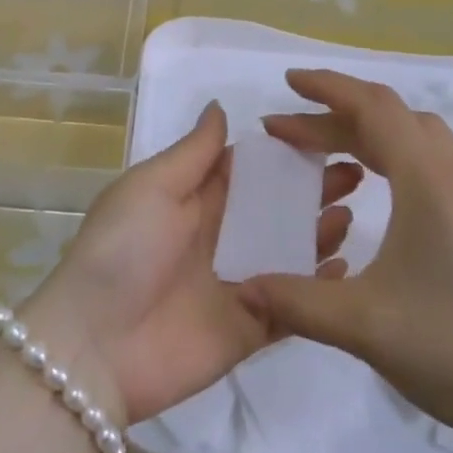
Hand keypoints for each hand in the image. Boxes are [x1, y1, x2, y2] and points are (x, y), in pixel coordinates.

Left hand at [25, 102, 362, 424]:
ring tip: (353, 212)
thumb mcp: (152, 186)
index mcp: (193, 201)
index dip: (283, 154)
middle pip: (275, 209)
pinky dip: (317, 289)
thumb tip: (220, 107)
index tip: (325, 135)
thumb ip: (194, 152)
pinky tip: (346, 267)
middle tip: (357, 172)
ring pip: (290, 253)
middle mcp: (219, 237)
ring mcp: (236, 283)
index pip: (247, 170)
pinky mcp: (249, 328)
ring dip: (319, 232)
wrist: (95, 346)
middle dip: (311, 190)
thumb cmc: (123, 249)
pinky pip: (292, 305)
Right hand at [242, 70, 452, 452]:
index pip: (373, 107)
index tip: (287, 82)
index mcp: (429, 180)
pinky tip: (390, 190)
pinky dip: (401, 156)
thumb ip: (295, 300)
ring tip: (332, 156)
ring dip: (371, 135)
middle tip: (288, 133)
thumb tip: (242, 286)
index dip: (327, 88)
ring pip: (420, 139)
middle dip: (335, 116)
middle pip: (392, 119)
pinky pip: (439, 163)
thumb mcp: (363, 325)